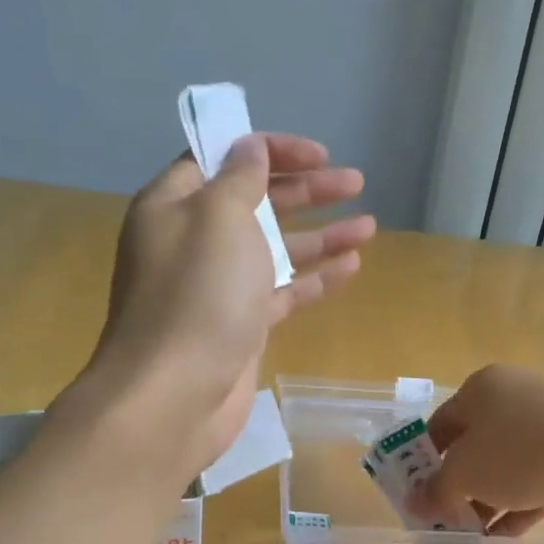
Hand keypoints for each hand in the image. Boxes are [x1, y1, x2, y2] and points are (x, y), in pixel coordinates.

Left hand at [70, 135, 374, 476]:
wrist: (174, 395)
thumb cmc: (197, 295)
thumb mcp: (219, 218)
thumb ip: (240, 179)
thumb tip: (249, 148)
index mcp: (176, 205)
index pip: (223, 159)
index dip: (270, 150)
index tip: (317, 155)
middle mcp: (195, 240)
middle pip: (257, 202)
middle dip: (307, 190)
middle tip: (355, 182)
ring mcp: (219, 286)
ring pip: (276, 249)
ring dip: (321, 236)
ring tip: (368, 226)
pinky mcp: (241, 324)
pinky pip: (282, 291)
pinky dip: (315, 279)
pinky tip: (351, 268)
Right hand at [409, 365, 543, 536]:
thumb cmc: (521, 452)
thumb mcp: (465, 474)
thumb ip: (437, 490)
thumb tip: (413, 505)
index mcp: (484, 388)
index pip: (442, 422)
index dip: (424, 459)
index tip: (419, 494)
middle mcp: (517, 396)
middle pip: (477, 444)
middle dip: (459, 484)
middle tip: (446, 518)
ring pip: (509, 464)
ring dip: (488, 499)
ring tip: (473, 535)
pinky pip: (539, 478)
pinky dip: (520, 505)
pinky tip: (503, 537)